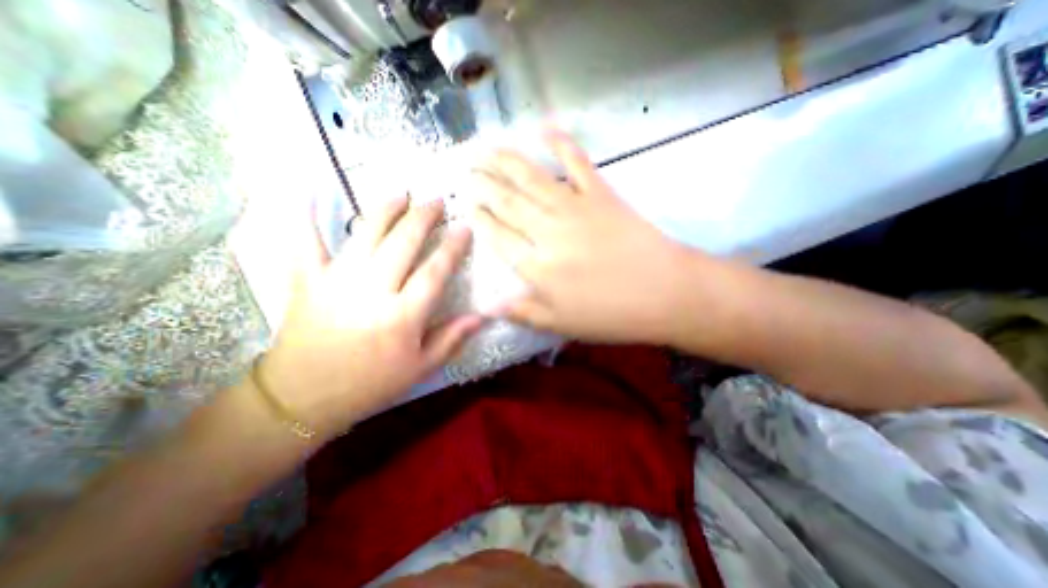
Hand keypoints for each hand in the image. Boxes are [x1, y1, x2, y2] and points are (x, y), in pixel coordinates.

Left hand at [259, 198, 480, 439]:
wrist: (303, 398)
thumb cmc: (370, 384)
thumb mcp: (420, 368)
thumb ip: (452, 338)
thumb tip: (483, 316)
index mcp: (402, 316)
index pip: (435, 272)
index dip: (452, 248)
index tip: (465, 228)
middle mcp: (372, 291)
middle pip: (403, 243)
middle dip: (423, 218)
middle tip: (436, 201)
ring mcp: (336, 281)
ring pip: (365, 234)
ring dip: (386, 210)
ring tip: (401, 193)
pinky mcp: (307, 280)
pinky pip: (306, 242)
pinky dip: (307, 215)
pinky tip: (311, 191)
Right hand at [472, 128, 703, 340]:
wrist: (665, 293)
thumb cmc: (611, 314)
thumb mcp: (561, 324)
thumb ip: (522, 312)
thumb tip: (486, 307)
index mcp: (537, 266)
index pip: (497, 237)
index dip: (480, 220)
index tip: (468, 208)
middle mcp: (548, 231)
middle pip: (507, 202)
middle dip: (483, 185)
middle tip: (467, 170)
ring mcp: (575, 207)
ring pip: (531, 179)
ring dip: (505, 161)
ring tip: (485, 148)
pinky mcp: (600, 194)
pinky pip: (577, 163)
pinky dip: (561, 143)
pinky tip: (545, 128)